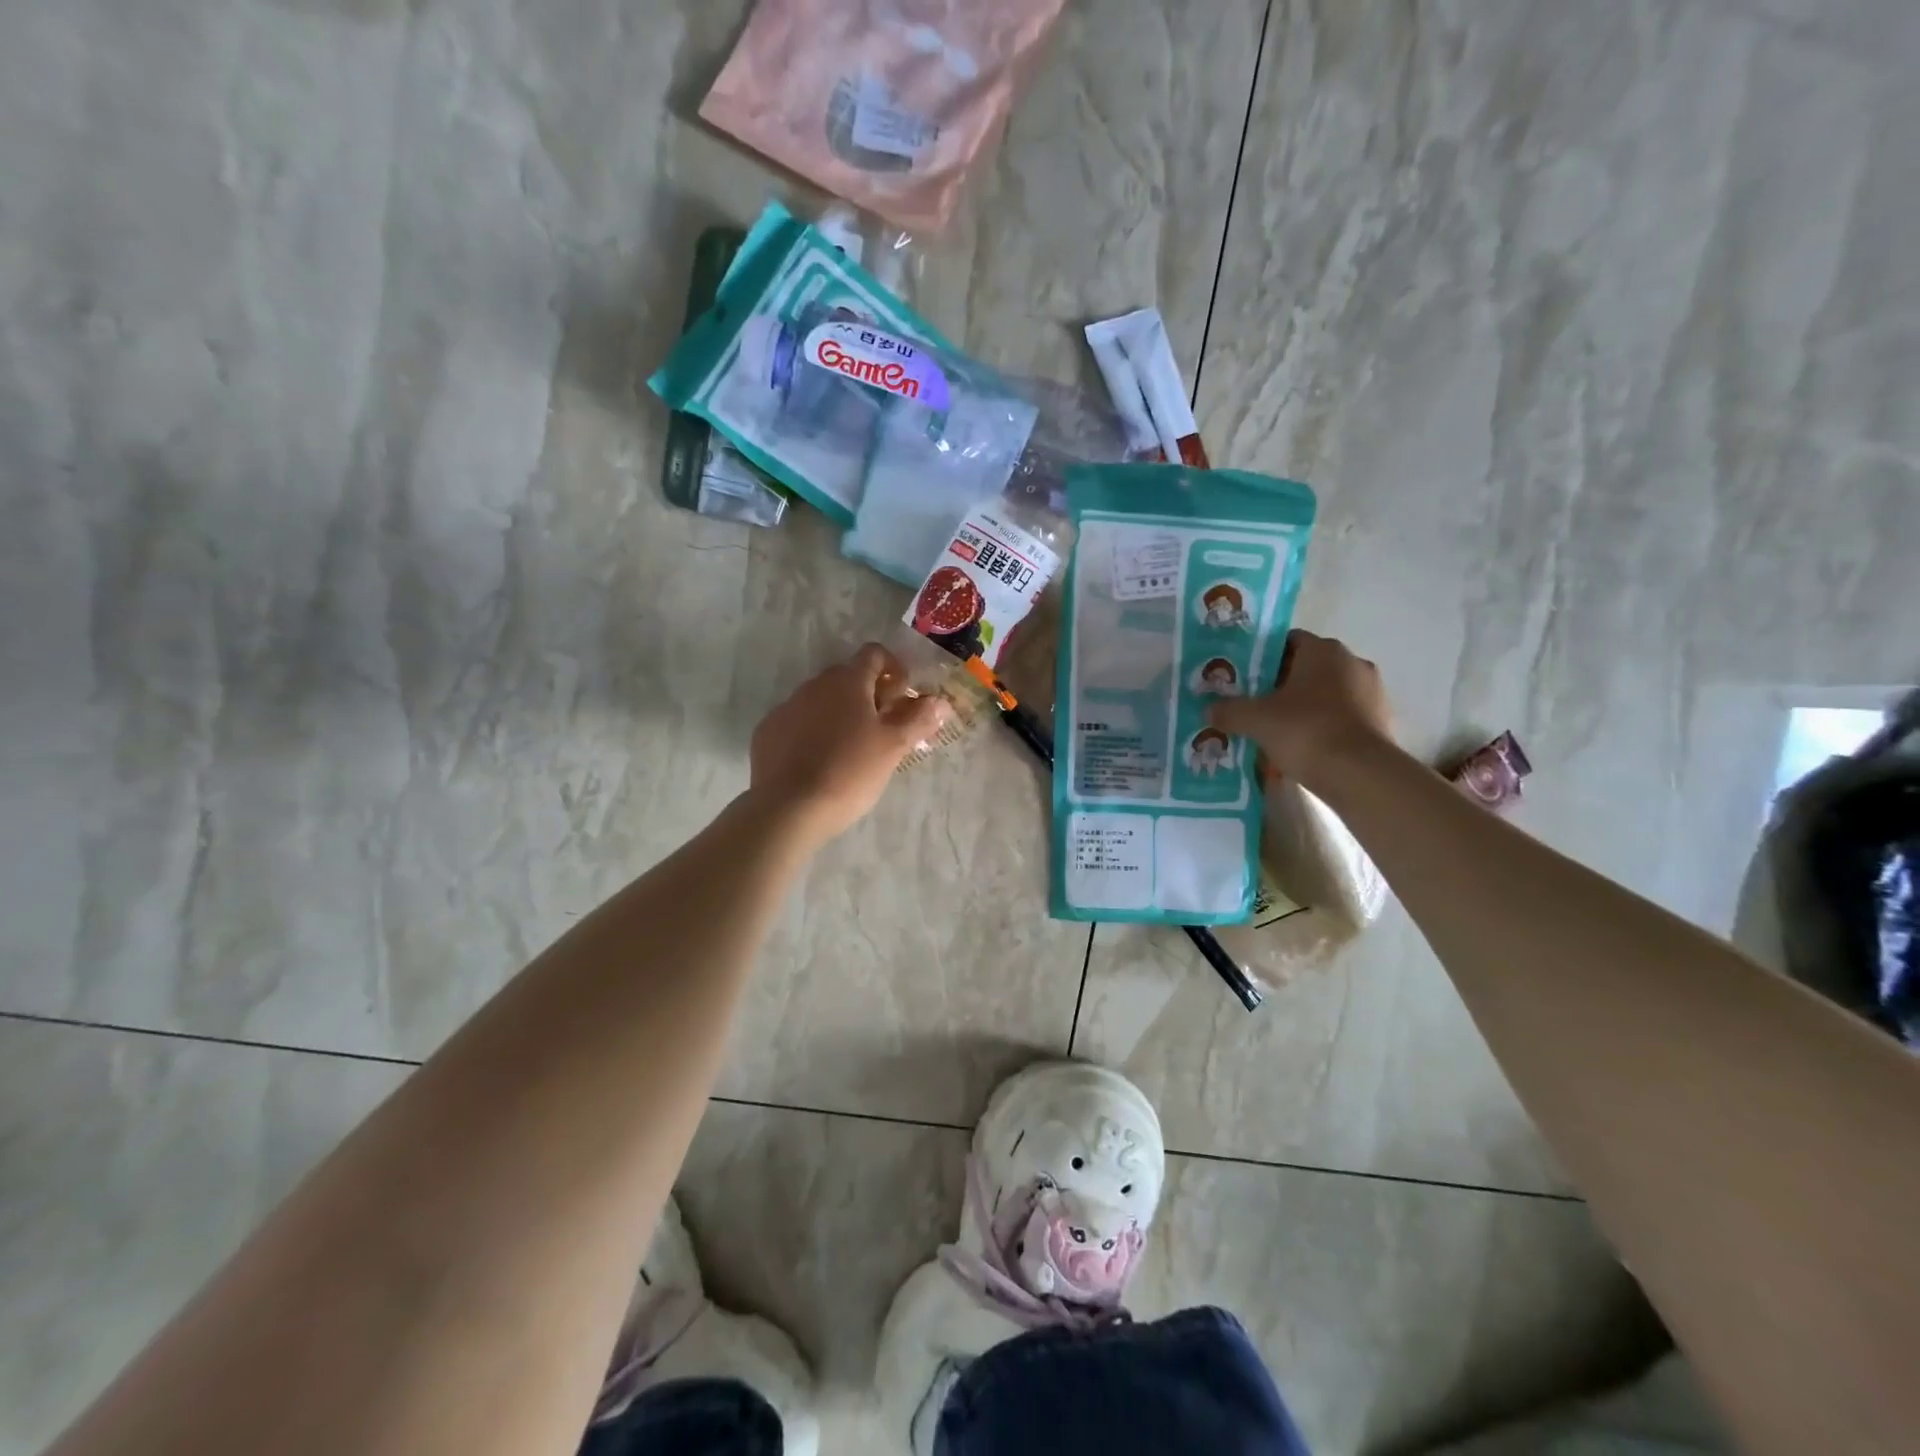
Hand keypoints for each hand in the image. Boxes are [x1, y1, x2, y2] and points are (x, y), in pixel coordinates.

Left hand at [746, 643, 948, 843]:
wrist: (789, 808)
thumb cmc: (850, 772)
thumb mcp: (893, 747)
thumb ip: (919, 719)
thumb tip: (939, 701)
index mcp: (847, 682)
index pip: (874, 654)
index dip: (894, 669)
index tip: (902, 698)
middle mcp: (814, 685)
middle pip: (847, 677)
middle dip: (868, 695)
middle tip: (882, 728)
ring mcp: (787, 707)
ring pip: (821, 700)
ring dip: (839, 713)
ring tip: (850, 749)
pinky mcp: (767, 732)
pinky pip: (797, 722)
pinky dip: (812, 732)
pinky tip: (819, 762)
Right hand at [1207, 630, 1392, 786]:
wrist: (1359, 775)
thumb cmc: (1305, 731)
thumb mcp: (1255, 720)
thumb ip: (1229, 710)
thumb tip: (1209, 709)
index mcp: (1323, 650)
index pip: (1287, 641)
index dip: (1261, 658)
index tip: (1242, 678)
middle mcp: (1352, 662)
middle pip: (1306, 668)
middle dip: (1279, 685)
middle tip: (1253, 705)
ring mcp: (1371, 692)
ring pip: (1324, 694)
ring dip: (1302, 707)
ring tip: (1274, 730)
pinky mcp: (1380, 721)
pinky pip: (1340, 717)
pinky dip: (1321, 727)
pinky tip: (1300, 747)